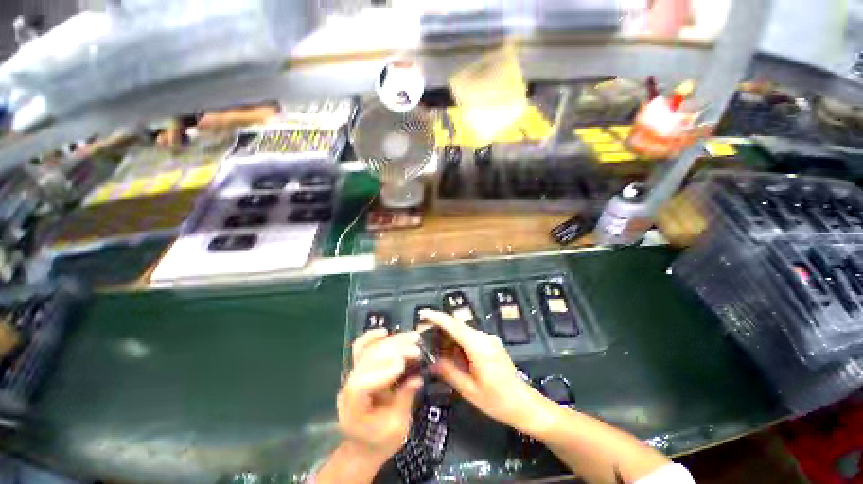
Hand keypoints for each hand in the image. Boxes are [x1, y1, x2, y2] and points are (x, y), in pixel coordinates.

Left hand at [337, 329, 422, 460]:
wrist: (364, 444)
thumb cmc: (381, 442)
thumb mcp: (397, 429)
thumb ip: (404, 401)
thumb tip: (417, 378)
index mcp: (354, 410)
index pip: (360, 386)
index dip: (381, 373)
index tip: (402, 365)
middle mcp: (348, 389)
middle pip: (366, 362)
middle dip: (393, 352)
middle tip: (416, 348)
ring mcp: (352, 376)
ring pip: (367, 352)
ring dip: (391, 342)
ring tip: (412, 337)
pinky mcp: (358, 369)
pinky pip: (360, 349)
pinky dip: (371, 338)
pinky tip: (385, 331)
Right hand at [420, 310, 548, 432]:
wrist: (525, 404)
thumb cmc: (497, 401)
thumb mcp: (469, 390)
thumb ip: (449, 372)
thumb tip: (431, 362)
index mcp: (478, 346)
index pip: (454, 326)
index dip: (437, 318)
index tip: (423, 314)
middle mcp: (484, 337)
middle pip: (457, 326)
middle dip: (439, 327)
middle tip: (422, 336)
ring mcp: (489, 339)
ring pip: (463, 331)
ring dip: (448, 335)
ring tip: (432, 345)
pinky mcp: (491, 344)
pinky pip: (470, 337)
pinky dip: (457, 341)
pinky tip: (449, 351)